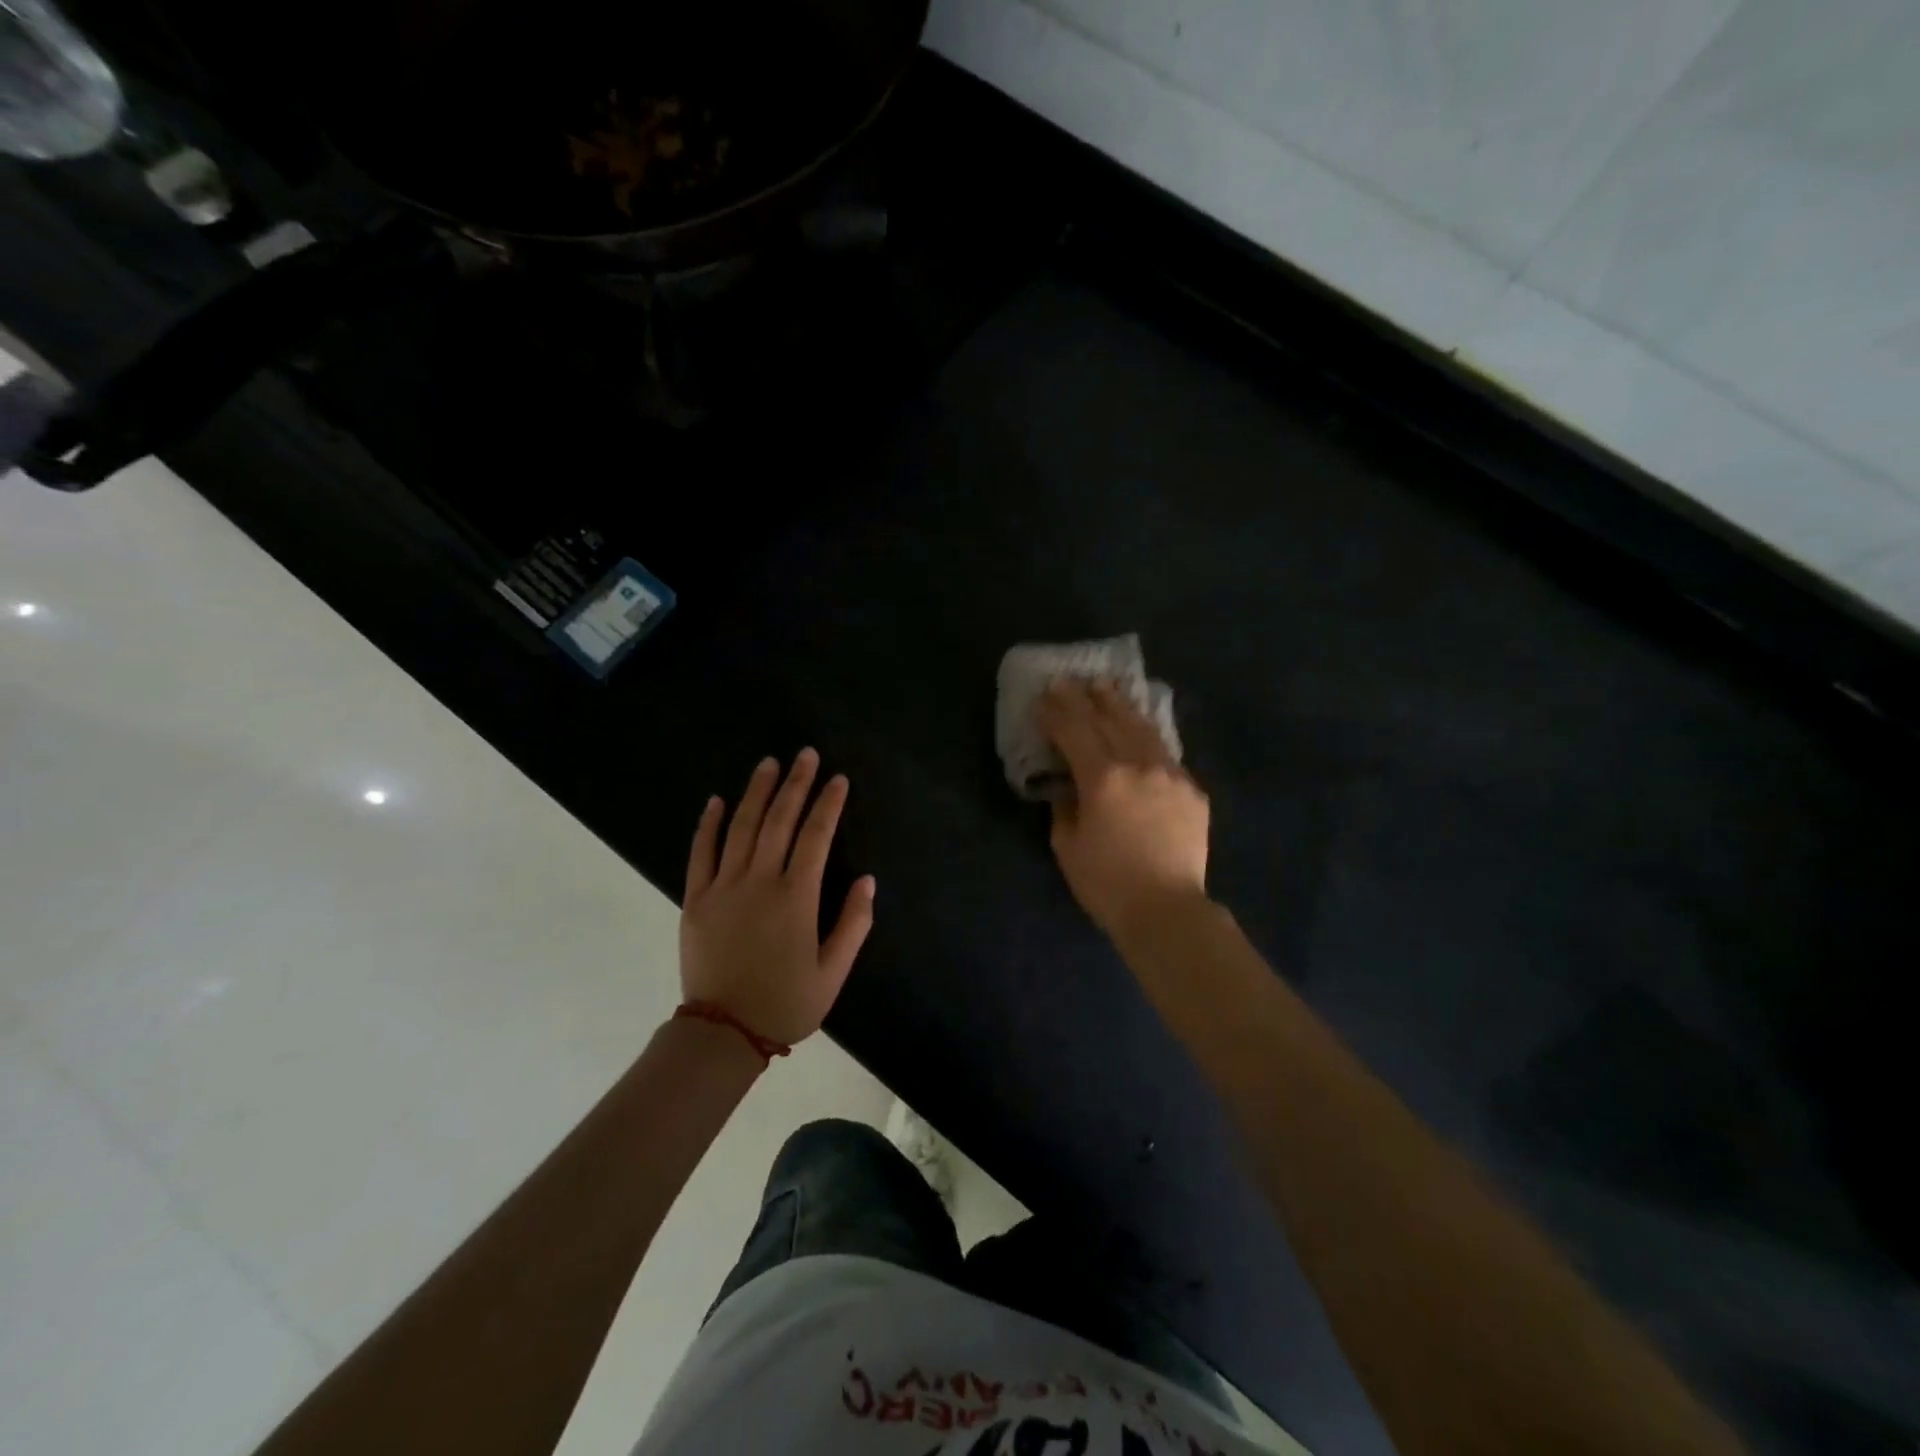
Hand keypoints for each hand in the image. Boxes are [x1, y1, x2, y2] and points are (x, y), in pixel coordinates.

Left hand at [680, 750, 875, 1047]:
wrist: (722, 1033)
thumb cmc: (785, 1003)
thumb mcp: (833, 973)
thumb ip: (853, 924)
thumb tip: (868, 881)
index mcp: (796, 898)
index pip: (816, 837)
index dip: (828, 804)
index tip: (838, 779)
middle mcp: (759, 882)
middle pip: (779, 820)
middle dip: (796, 784)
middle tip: (806, 754)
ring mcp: (723, 887)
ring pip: (741, 828)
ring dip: (757, 791)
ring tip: (770, 763)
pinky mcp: (695, 899)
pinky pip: (700, 852)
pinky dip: (709, 824)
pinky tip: (717, 800)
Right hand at [1037, 680, 1210, 940]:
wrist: (1168, 910)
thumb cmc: (1107, 884)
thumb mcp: (1067, 846)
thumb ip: (1064, 807)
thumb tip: (1068, 786)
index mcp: (1103, 778)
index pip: (1075, 731)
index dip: (1057, 710)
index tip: (1045, 693)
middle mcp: (1139, 765)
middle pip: (1110, 719)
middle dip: (1088, 697)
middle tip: (1073, 679)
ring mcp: (1171, 775)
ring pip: (1143, 728)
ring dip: (1121, 705)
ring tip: (1108, 687)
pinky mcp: (1192, 791)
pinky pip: (1165, 752)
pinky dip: (1147, 734)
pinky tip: (1141, 727)